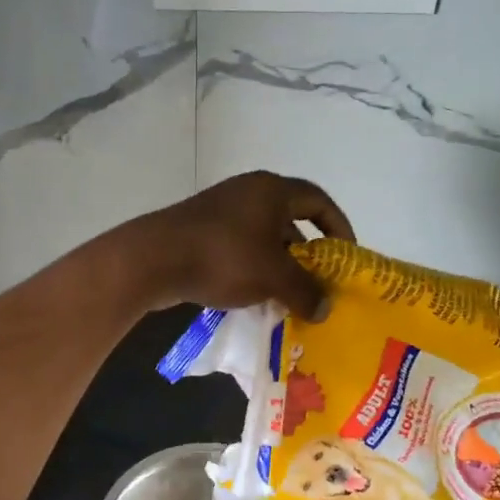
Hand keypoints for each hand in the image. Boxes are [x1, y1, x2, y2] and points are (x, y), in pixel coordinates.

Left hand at [123, 172, 353, 317]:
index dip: (338, 226)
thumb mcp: (273, 276)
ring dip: (280, 266)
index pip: (318, 201)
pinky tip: (257, 298)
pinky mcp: (202, 231)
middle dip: (308, 254)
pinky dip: (254, 270)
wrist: (154, 259)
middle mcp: (249, 193)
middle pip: (291, 220)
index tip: (346, 256)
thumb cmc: (224, 257)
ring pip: (264, 238)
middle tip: (320, 284)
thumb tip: (325, 309)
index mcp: (271, 190)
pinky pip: (240, 249)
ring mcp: (222, 211)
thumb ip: (306, 291)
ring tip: (291, 298)